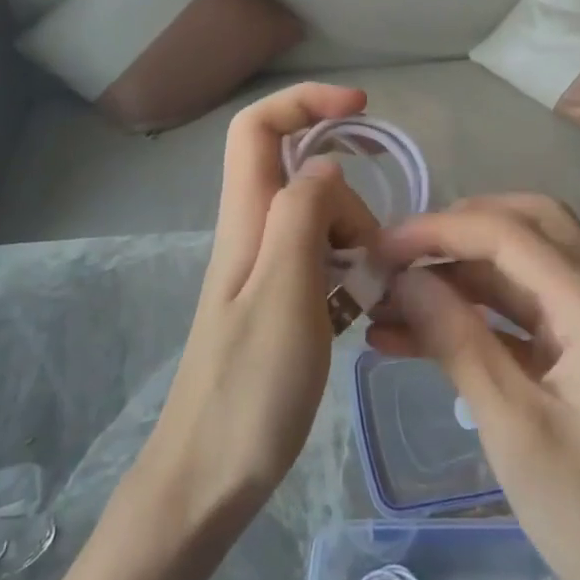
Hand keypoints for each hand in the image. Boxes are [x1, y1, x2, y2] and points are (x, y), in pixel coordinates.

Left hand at [137, 84, 379, 527]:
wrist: (208, 478)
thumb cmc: (248, 389)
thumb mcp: (285, 293)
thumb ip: (303, 216)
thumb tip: (326, 167)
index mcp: (246, 218)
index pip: (258, 127)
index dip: (305, 101)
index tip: (361, 109)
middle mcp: (253, 232)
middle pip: (305, 177)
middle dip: (350, 201)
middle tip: (371, 261)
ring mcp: (265, 270)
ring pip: (319, 221)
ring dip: (355, 244)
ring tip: (369, 300)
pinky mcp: (280, 303)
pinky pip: (323, 264)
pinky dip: (349, 277)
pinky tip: (360, 319)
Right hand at [371, 198, 579, 579]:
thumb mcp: (513, 424)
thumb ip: (456, 338)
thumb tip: (403, 277)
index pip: (506, 232)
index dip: (437, 230)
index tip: (379, 248)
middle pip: (526, 226)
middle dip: (459, 230)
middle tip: (402, 254)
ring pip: (519, 270)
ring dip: (458, 276)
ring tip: (389, 303)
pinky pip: (520, 316)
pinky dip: (473, 317)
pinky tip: (415, 339)